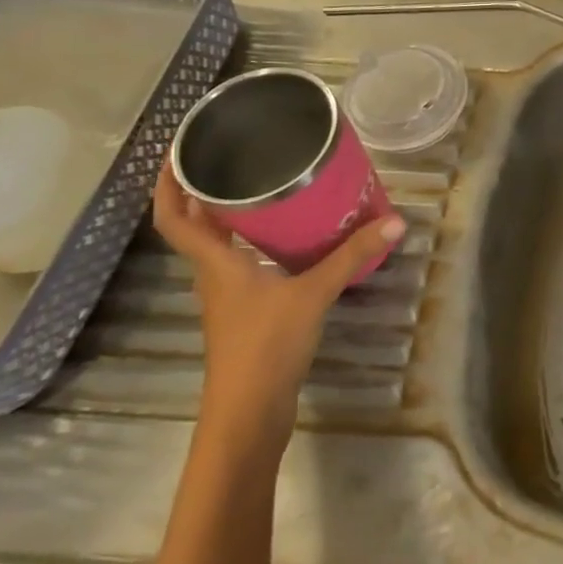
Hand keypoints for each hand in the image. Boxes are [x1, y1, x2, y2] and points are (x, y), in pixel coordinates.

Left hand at [153, 163, 405, 463]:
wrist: (249, 412)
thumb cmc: (266, 345)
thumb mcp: (314, 293)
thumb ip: (351, 256)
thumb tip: (394, 221)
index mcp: (215, 264)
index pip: (175, 218)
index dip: (168, 184)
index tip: (177, 151)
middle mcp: (214, 275)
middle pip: (195, 227)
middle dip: (203, 192)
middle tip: (232, 158)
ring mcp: (228, 297)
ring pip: (219, 247)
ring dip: (230, 218)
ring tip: (266, 188)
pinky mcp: (246, 313)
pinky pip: (243, 265)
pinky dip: (255, 244)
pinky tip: (289, 239)